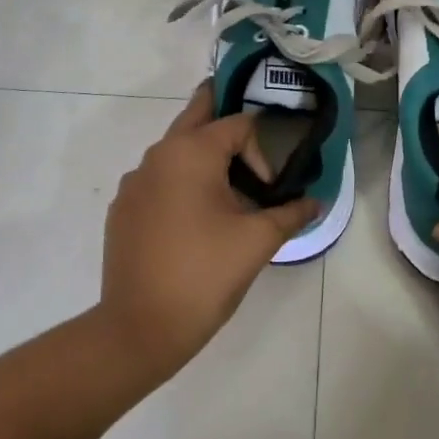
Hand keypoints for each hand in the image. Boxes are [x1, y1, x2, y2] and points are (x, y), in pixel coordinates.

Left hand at [96, 85, 319, 385]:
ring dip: (201, 155)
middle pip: (195, 116)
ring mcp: (134, 181)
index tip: (270, 190)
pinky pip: (157, 179)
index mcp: (191, 152)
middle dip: (221, 112)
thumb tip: (315, 202)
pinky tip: (192, 219)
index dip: (261, 152)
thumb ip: (290, 214)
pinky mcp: (123, 208)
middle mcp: (158, 155)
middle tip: (246, 123)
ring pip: (174, 150)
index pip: (238, 125)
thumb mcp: (257, 241)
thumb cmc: (205, 274)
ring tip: (226, 187)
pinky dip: (178, 183)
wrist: (139, 327)